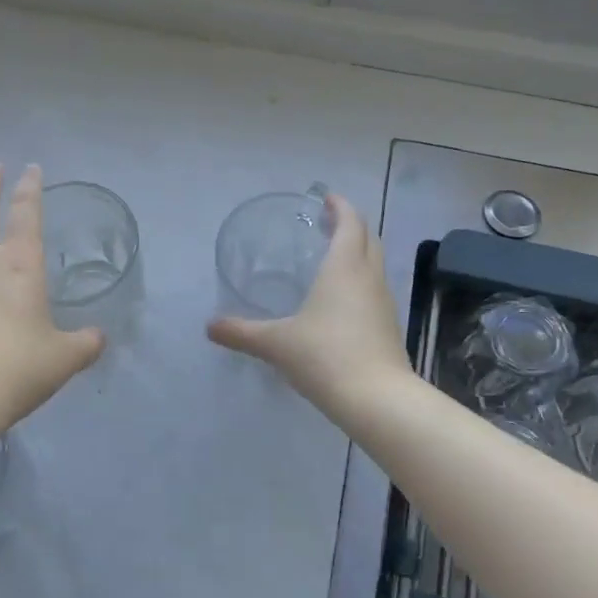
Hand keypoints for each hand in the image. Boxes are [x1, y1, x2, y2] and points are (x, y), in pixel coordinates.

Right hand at [206, 191, 407, 412]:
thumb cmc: (325, 357)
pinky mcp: (388, 326)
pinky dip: (360, 280)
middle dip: (350, 225)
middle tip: (327, 223)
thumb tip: (209, 327)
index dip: (339, 206)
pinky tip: (341, 300)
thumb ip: (241, 332)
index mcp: (344, 267)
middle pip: (367, 238)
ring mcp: (383, 302)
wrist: (377, 400)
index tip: (326, 197)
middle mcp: (368, 277)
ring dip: (358, 252)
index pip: (349, 222)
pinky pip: (374, 289)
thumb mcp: (276, 343)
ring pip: (374, 264)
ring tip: (332, 257)